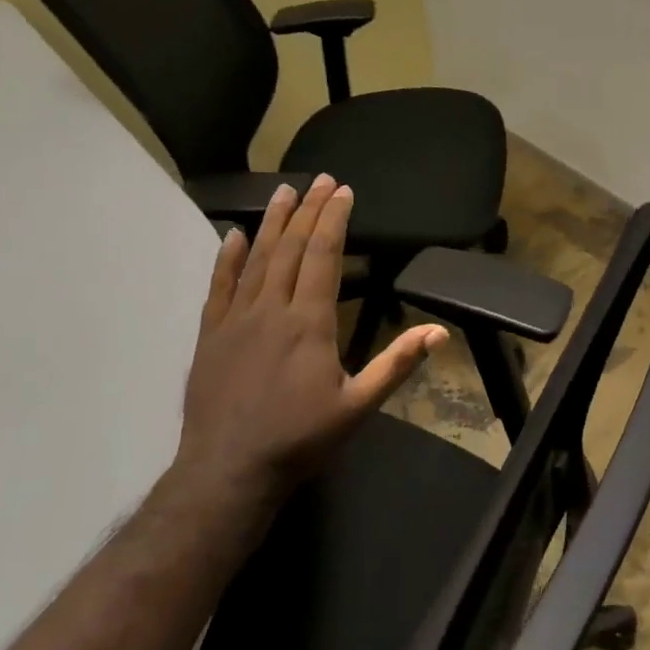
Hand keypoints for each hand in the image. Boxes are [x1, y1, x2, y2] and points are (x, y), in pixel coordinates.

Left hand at [173, 174, 446, 506]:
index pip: (323, 256)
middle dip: (309, 210)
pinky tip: (233, 235)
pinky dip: (226, 258)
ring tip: (284, 191)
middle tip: (321, 179)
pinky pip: (219, 286)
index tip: (344, 191)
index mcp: (309, 322)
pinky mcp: (211, 335)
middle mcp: (271, 309)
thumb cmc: (300, 438)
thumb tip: (439, 332)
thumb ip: (397, 364)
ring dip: (272, 222)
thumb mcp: (359, 406)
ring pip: (256, 259)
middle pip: (291, 248)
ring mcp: (236, 319)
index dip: (334, 220)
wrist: (229, 470)